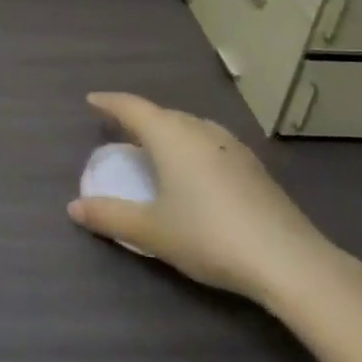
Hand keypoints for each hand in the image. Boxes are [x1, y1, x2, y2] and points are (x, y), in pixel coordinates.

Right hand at [68, 93, 348, 307]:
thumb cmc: (208, 236)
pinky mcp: (253, 168)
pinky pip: (210, 142)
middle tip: (120, 127)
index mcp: (171, 137)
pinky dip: (191, 145)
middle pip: (163, 114)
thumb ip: (110, 217)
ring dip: (168, 129)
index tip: (92, 100)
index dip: (110, 103)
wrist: (288, 261)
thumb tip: (73, 208)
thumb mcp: (151, 231)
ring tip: (155, 144)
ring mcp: (232, 147)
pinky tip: (194, 168)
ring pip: (190, 126)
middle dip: (138, 117)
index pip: (132, 108)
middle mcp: (201, 131)